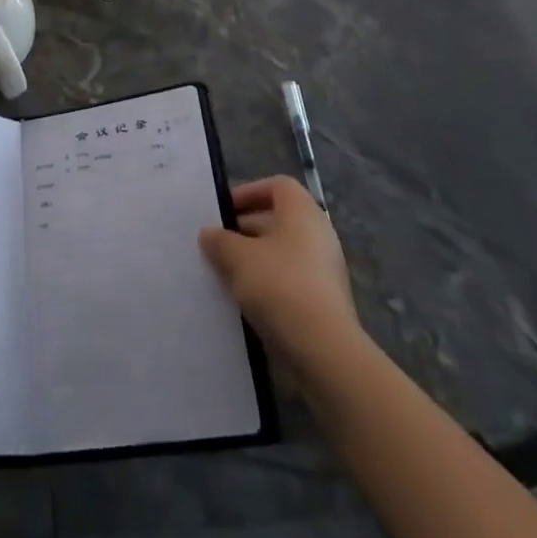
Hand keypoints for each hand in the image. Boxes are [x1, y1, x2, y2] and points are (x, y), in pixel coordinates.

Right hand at [199, 176, 358, 371]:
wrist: (324, 351)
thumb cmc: (280, 286)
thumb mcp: (237, 258)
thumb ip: (220, 241)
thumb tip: (209, 233)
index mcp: (301, 210)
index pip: (276, 186)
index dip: (249, 192)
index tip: (224, 212)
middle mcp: (318, 232)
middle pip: (278, 219)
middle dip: (246, 229)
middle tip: (218, 245)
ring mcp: (326, 268)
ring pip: (283, 252)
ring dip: (255, 259)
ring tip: (227, 275)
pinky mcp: (327, 301)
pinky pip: (292, 279)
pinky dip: (270, 284)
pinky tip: (248, 301)